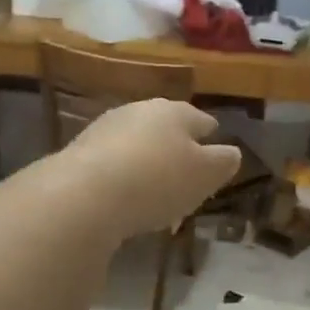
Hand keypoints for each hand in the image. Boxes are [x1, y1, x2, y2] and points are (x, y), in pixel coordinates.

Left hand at [64, 100, 241, 238]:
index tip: (216, 154)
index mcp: (176, 111)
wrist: (85, 196)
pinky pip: (113, 164)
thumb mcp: (206, 175)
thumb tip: (231, 153)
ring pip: (137, 145)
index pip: (201, 120)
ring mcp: (105, 129)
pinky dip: (124, 177)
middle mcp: (139, 111)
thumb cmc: (159, 180)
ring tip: (156, 190)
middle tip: (187, 174)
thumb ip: (223, 162)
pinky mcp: (79, 153)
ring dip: (148, 162)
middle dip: (177, 150)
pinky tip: (126, 198)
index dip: (211, 137)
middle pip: (166, 130)